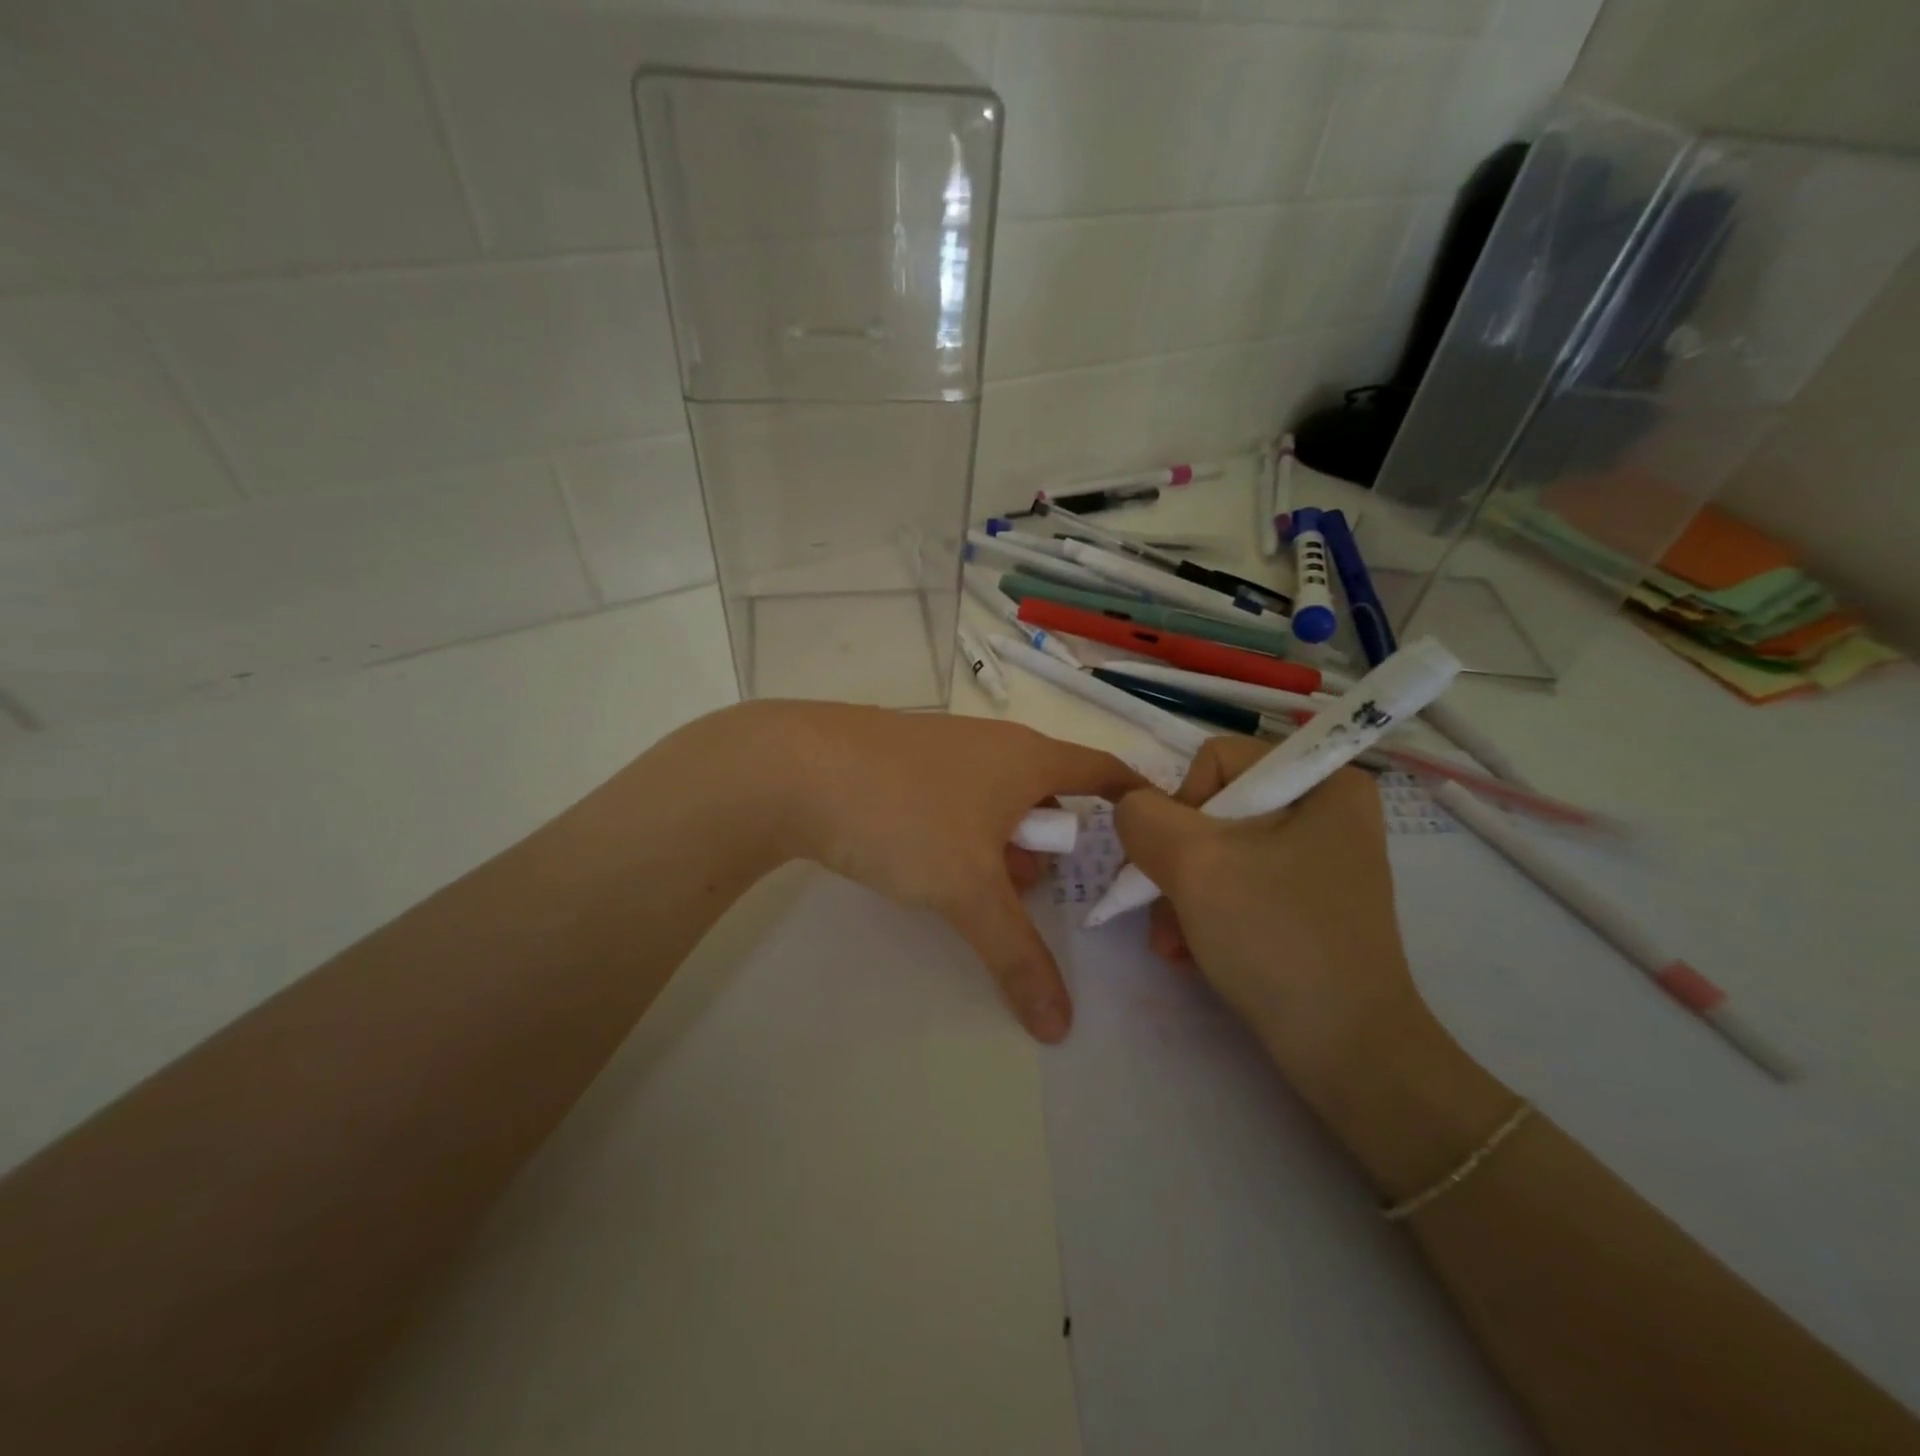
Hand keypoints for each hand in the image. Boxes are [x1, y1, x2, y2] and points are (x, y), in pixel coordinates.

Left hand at [766, 702, 1143, 1042]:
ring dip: (1000, 844)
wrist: (790, 768)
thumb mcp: (968, 891)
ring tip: (982, 890)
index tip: (1154, 827)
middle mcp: (992, 743)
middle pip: (1047, 793)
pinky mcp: (900, 759)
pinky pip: (953, 797)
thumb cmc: (903, 816)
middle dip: (1051, 845)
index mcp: (1027, 757)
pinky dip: (960, 832)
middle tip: (1042, 894)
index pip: (1103, 770)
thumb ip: (1018, 955)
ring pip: (995, 799)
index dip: (1133, 798)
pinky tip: (928, 864)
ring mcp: (943, 747)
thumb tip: (1060, 1025)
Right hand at [1112, 738, 1435, 1107]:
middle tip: (1164, 913)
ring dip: (1181, 896)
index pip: (1215, 761)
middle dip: (1176, 864)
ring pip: (1216, 852)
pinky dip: (1204, 915)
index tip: (1182, 865)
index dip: (1182, 807)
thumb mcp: (1196, 864)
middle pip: (1212, 810)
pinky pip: (1236, 885)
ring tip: (1174, 943)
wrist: (1345, 1051)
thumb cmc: (1276, 939)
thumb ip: (1144, 817)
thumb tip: (1131, 810)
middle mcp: (1325, 811)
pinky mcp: (1306, 902)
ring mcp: (1317, 861)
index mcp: (1322, 782)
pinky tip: (1191, 952)